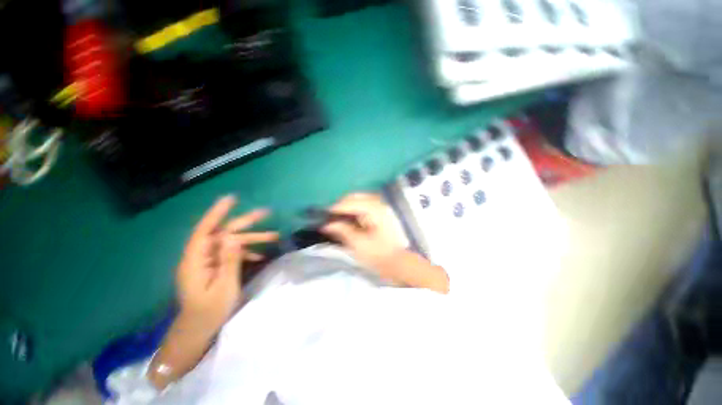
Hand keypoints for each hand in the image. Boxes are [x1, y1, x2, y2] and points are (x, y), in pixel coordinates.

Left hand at [176, 195, 277, 329]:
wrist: (198, 331)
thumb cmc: (210, 312)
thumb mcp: (224, 287)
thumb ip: (228, 261)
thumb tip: (233, 236)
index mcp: (196, 261)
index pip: (205, 229)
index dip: (217, 212)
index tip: (232, 199)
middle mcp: (200, 257)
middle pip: (223, 233)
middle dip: (246, 223)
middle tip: (267, 213)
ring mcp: (208, 262)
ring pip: (231, 242)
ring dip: (252, 239)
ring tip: (275, 237)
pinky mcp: (214, 267)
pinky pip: (231, 253)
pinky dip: (246, 252)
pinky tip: (260, 256)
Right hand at [321, 193, 406, 272]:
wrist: (398, 262)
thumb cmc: (378, 254)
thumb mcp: (358, 244)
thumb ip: (342, 230)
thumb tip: (327, 224)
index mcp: (374, 210)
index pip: (351, 203)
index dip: (336, 208)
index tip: (323, 214)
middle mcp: (379, 204)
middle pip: (356, 197)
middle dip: (341, 204)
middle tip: (330, 216)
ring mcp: (382, 208)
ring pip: (360, 200)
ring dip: (348, 206)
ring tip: (337, 216)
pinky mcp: (382, 213)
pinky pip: (365, 205)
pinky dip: (355, 209)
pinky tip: (349, 217)